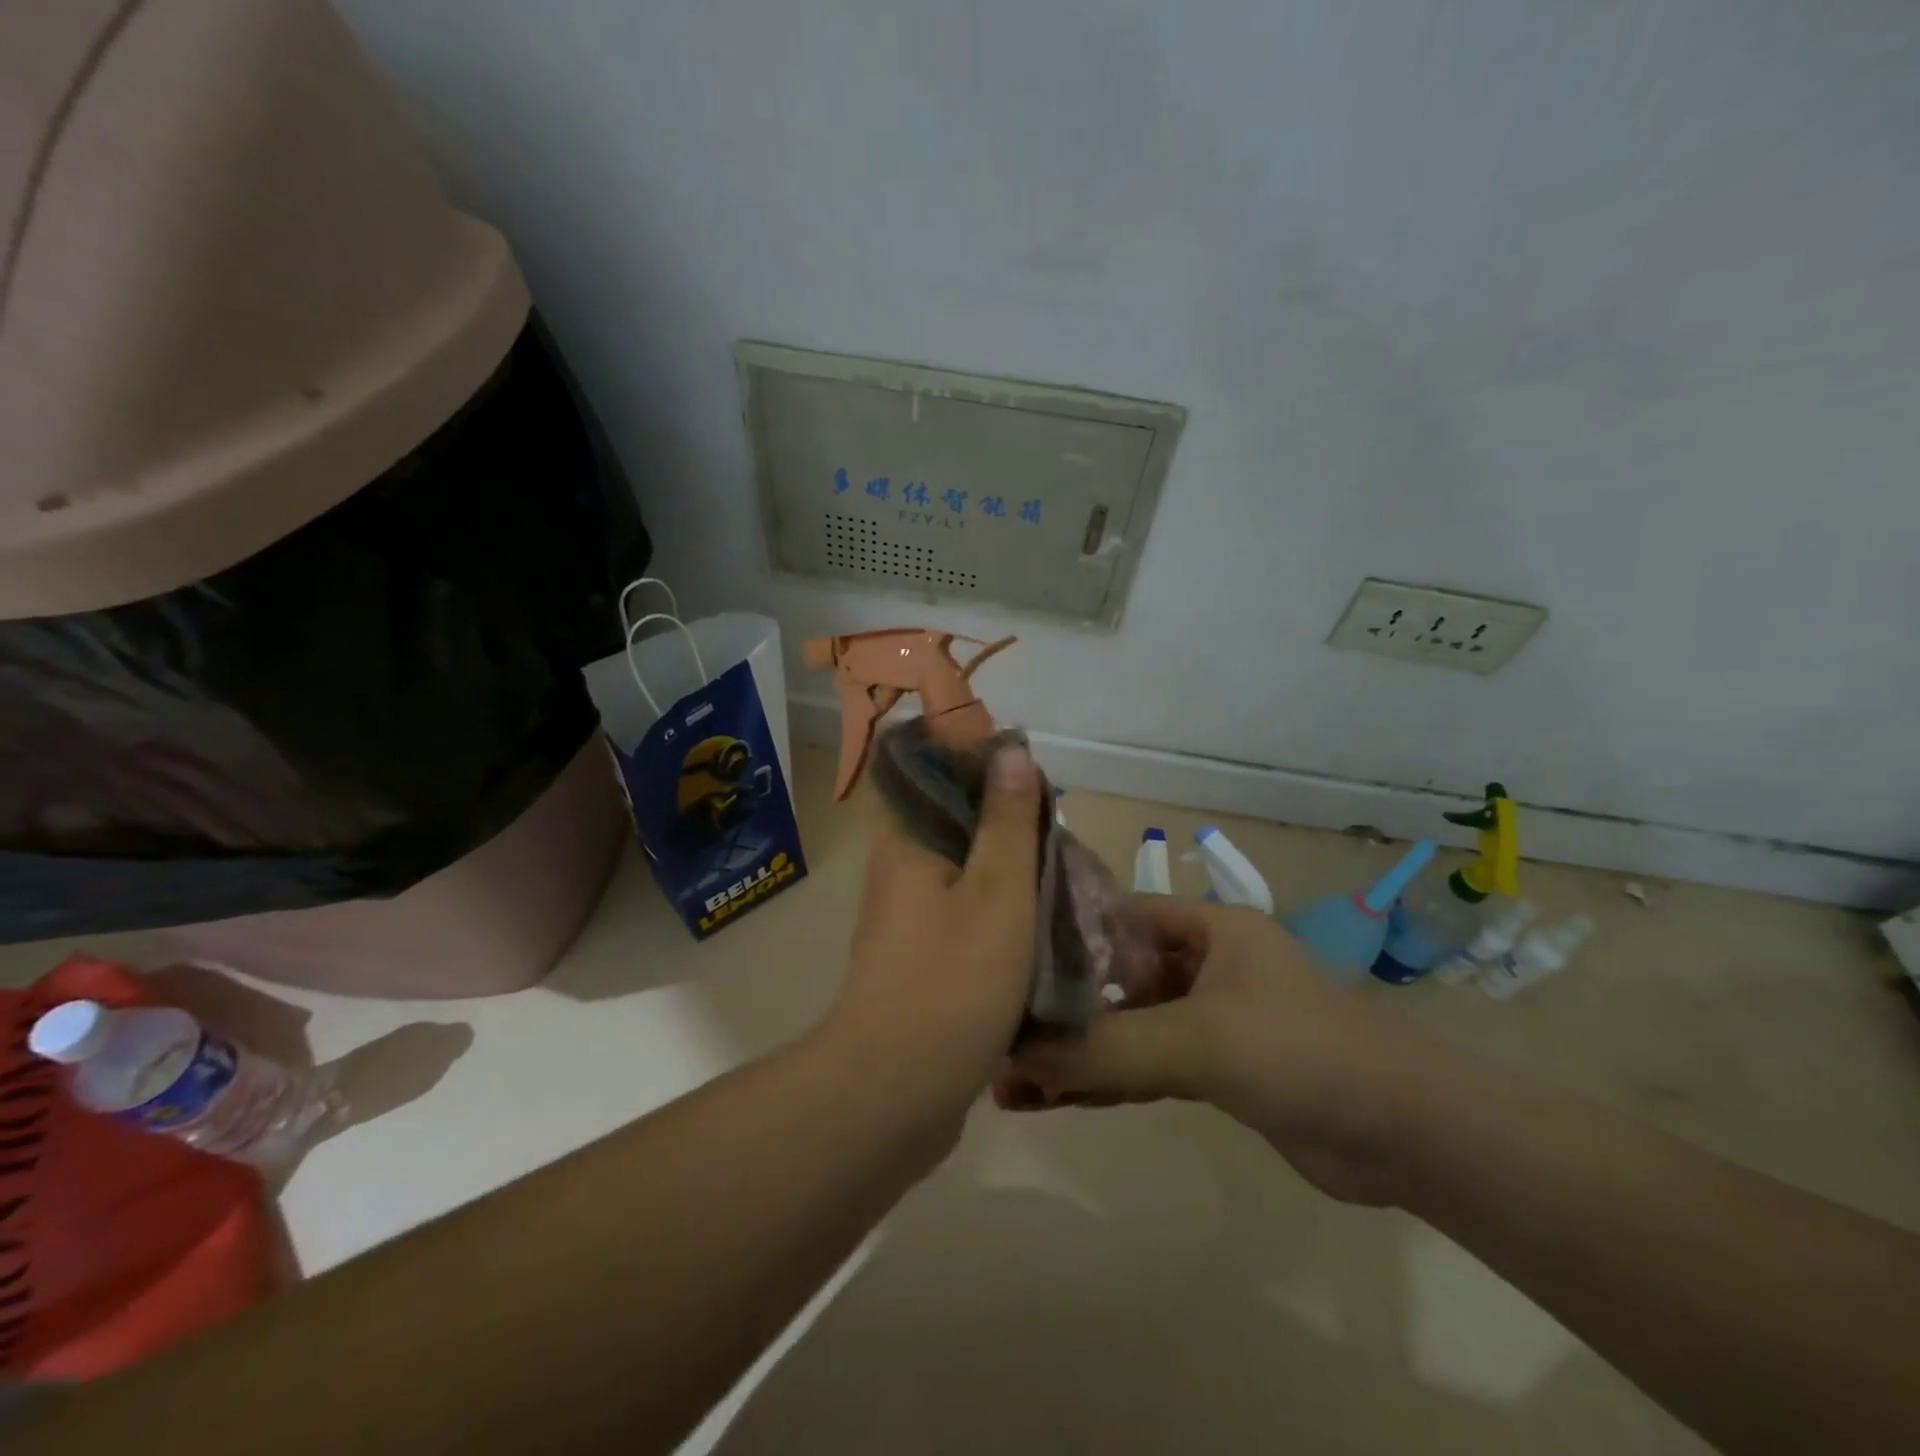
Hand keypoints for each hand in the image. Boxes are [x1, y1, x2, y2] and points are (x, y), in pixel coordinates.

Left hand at [820, 745, 1044, 1137]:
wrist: (898, 1093)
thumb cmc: (952, 980)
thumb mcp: (998, 891)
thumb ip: (1007, 822)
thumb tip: (1009, 752)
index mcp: (904, 844)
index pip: (921, 772)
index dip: (966, 758)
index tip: (1018, 766)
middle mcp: (897, 874)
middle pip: (947, 821)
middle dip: (999, 817)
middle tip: (1053, 821)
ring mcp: (906, 921)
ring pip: (960, 872)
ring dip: (1003, 867)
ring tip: (1058, 865)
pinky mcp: (921, 962)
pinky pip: (962, 916)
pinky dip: (997, 910)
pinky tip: (1038, 920)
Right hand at [998, 898, 1432, 1204]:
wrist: (1408, 1136)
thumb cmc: (1302, 1051)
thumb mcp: (1198, 1040)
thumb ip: (1108, 1049)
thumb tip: (1015, 1055)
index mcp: (1205, 928)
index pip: (1115, 915)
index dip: (1060, 934)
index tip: (1001, 959)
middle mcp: (1201, 964)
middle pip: (1114, 977)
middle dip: (1059, 1008)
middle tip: (995, 1032)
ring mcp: (1206, 1020)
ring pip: (1125, 1029)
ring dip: (1075, 1053)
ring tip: (1008, 1079)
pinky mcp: (1213, 1071)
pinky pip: (1144, 1067)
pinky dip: (1104, 1082)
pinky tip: (1053, 1100)